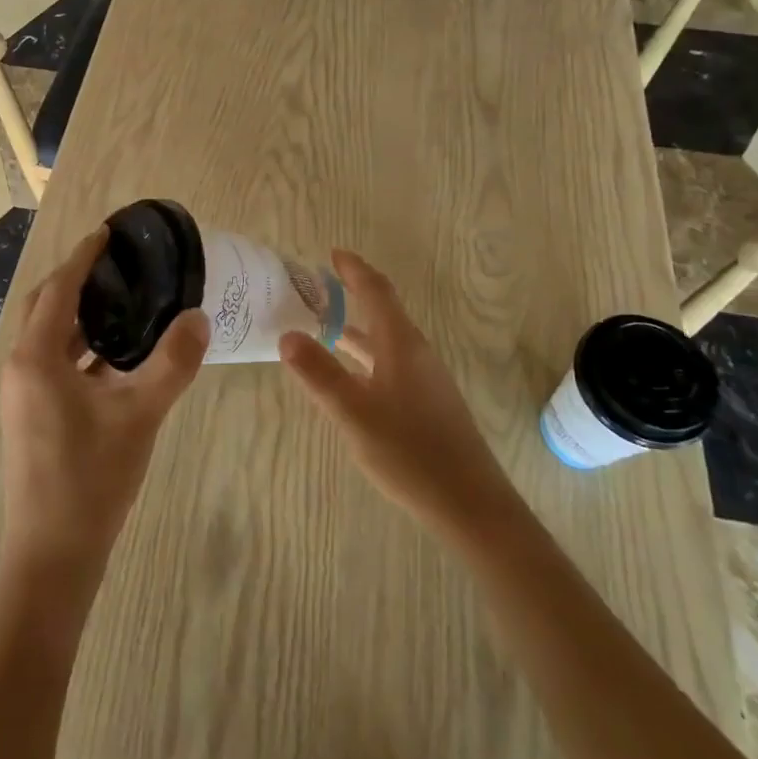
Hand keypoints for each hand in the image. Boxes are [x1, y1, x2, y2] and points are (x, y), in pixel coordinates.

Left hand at [0, 227, 209, 594]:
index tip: (109, 231)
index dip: (84, 256)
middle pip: (46, 306)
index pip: (59, 288)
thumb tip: (199, 318)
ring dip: (80, 314)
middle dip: (77, 279)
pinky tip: (117, 353)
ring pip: (50, 336)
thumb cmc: (91, 479)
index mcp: (37, 358)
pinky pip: (55, 362)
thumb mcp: (140, 415)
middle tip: (119, 263)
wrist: (52, 557)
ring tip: (124, 299)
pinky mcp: (34, 415)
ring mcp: (24, 394)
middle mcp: (22, 367)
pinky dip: (82, 346)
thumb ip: (172, 363)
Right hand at [281, 251, 514, 536]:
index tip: (332, 253)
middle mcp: (416, 353)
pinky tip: (351, 376)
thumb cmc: (410, 452)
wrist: (470, 504)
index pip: (376, 292)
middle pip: (383, 311)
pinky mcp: (427, 403)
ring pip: (386, 340)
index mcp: (401, 345)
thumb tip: (287, 334)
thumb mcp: (354, 414)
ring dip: (357, 327)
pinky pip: (390, 362)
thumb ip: (319, 374)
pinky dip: (366, 355)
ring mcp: (425, 379)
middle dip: (352, 294)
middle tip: (318, 287)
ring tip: (325, 325)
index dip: (354, 270)